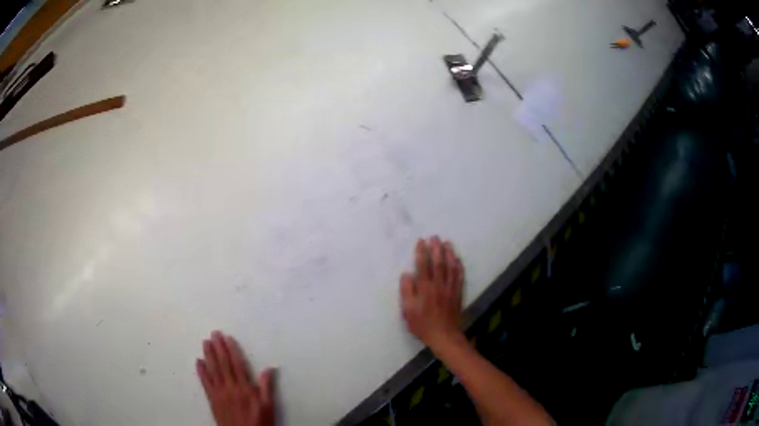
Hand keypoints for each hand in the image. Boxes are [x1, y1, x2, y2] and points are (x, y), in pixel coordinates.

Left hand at [197, 331, 275, 425]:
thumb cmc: (259, 422)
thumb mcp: (268, 406)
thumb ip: (267, 387)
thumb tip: (269, 368)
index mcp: (245, 388)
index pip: (238, 365)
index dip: (232, 350)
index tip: (227, 338)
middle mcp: (231, 387)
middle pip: (223, 364)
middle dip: (218, 348)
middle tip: (214, 333)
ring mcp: (219, 393)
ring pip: (213, 370)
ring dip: (208, 355)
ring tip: (205, 342)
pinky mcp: (212, 399)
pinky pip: (205, 383)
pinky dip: (201, 371)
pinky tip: (198, 362)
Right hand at [400, 236, 464, 350]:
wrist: (444, 336)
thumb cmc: (422, 324)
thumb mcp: (408, 311)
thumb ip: (407, 291)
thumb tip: (407, 274)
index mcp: (425, 288)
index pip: (423, 265)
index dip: (422, 252)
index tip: (421, 241)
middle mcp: (438, 285)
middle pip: (438, 262)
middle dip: (436, 248)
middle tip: (434, 237)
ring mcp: (450, 288)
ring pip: (450, 267)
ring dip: (449, 253)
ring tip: (447, 243)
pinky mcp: (457, 293)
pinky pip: (459, 276)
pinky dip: (459, 266)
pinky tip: (457, 259)